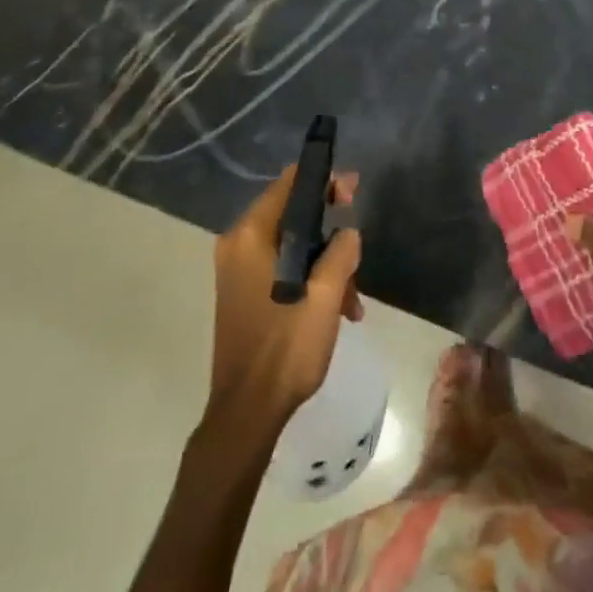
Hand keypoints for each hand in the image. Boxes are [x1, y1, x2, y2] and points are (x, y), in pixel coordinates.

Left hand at [206, 164, 362, 439]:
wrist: (247, 412)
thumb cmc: (286, 348)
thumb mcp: (326, 296)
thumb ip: (341, 252)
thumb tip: (347, 233)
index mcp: (250, 236)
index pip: (288, 184)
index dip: (323, 180)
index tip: (353, 190)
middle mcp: (237, 244)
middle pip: (290, 213)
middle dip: (328, 228)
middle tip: (356, 245)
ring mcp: (236, 270)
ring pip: (289, 244)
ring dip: (324, 261)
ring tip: (351, 297)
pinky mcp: (241, 291)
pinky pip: (280, 266)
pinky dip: (308, 278)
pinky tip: (337, 309)